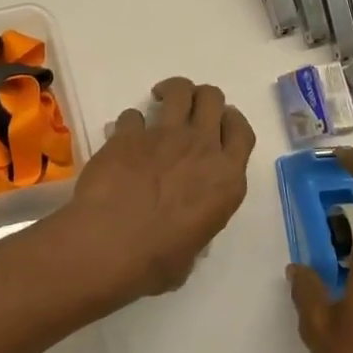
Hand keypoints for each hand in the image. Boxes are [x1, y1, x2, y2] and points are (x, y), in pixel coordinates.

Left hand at [50, 77, 255, 299]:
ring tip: (159, 100)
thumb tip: (184, 227)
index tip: (219, 123)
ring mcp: (164, 136)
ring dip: (171, 91)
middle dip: (202, 98)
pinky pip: (132, 115)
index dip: (231, 121)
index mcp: (227, 179)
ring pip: (179, 90)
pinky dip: (128, 123)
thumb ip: (197, 225)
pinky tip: (121, 138)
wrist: (110, 244)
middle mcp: (201, 148)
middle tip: (187, 110)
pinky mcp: (128, 134)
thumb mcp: (193, 250)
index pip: (241, 131)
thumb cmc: (156, 261)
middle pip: (212, 98)